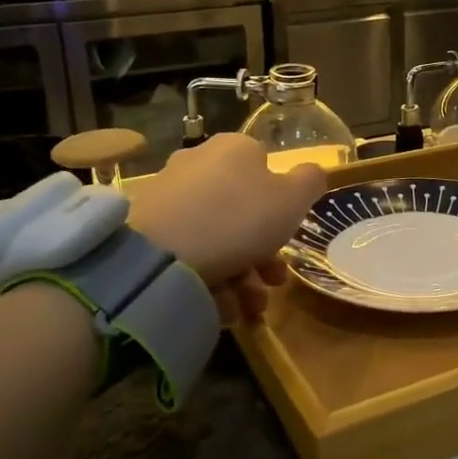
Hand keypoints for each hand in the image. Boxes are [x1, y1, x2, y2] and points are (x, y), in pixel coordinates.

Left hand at [128, 134, 326, 324]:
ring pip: (216, 236)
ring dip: (240, 276)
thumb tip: (311, 172)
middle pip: (241, 210)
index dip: (282, 206)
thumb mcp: (293, 199)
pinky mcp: (145, 228)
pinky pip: (188, 252)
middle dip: (262, 254)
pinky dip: (208, 279)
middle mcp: (198, 163)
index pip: (266, 168)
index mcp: (235, 148)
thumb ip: (310, 182)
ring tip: (248, 310)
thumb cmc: (239, 218)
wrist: (160, 254)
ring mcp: (168, 195)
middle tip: (272, 285)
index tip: (288, 241)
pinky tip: (219, 307)